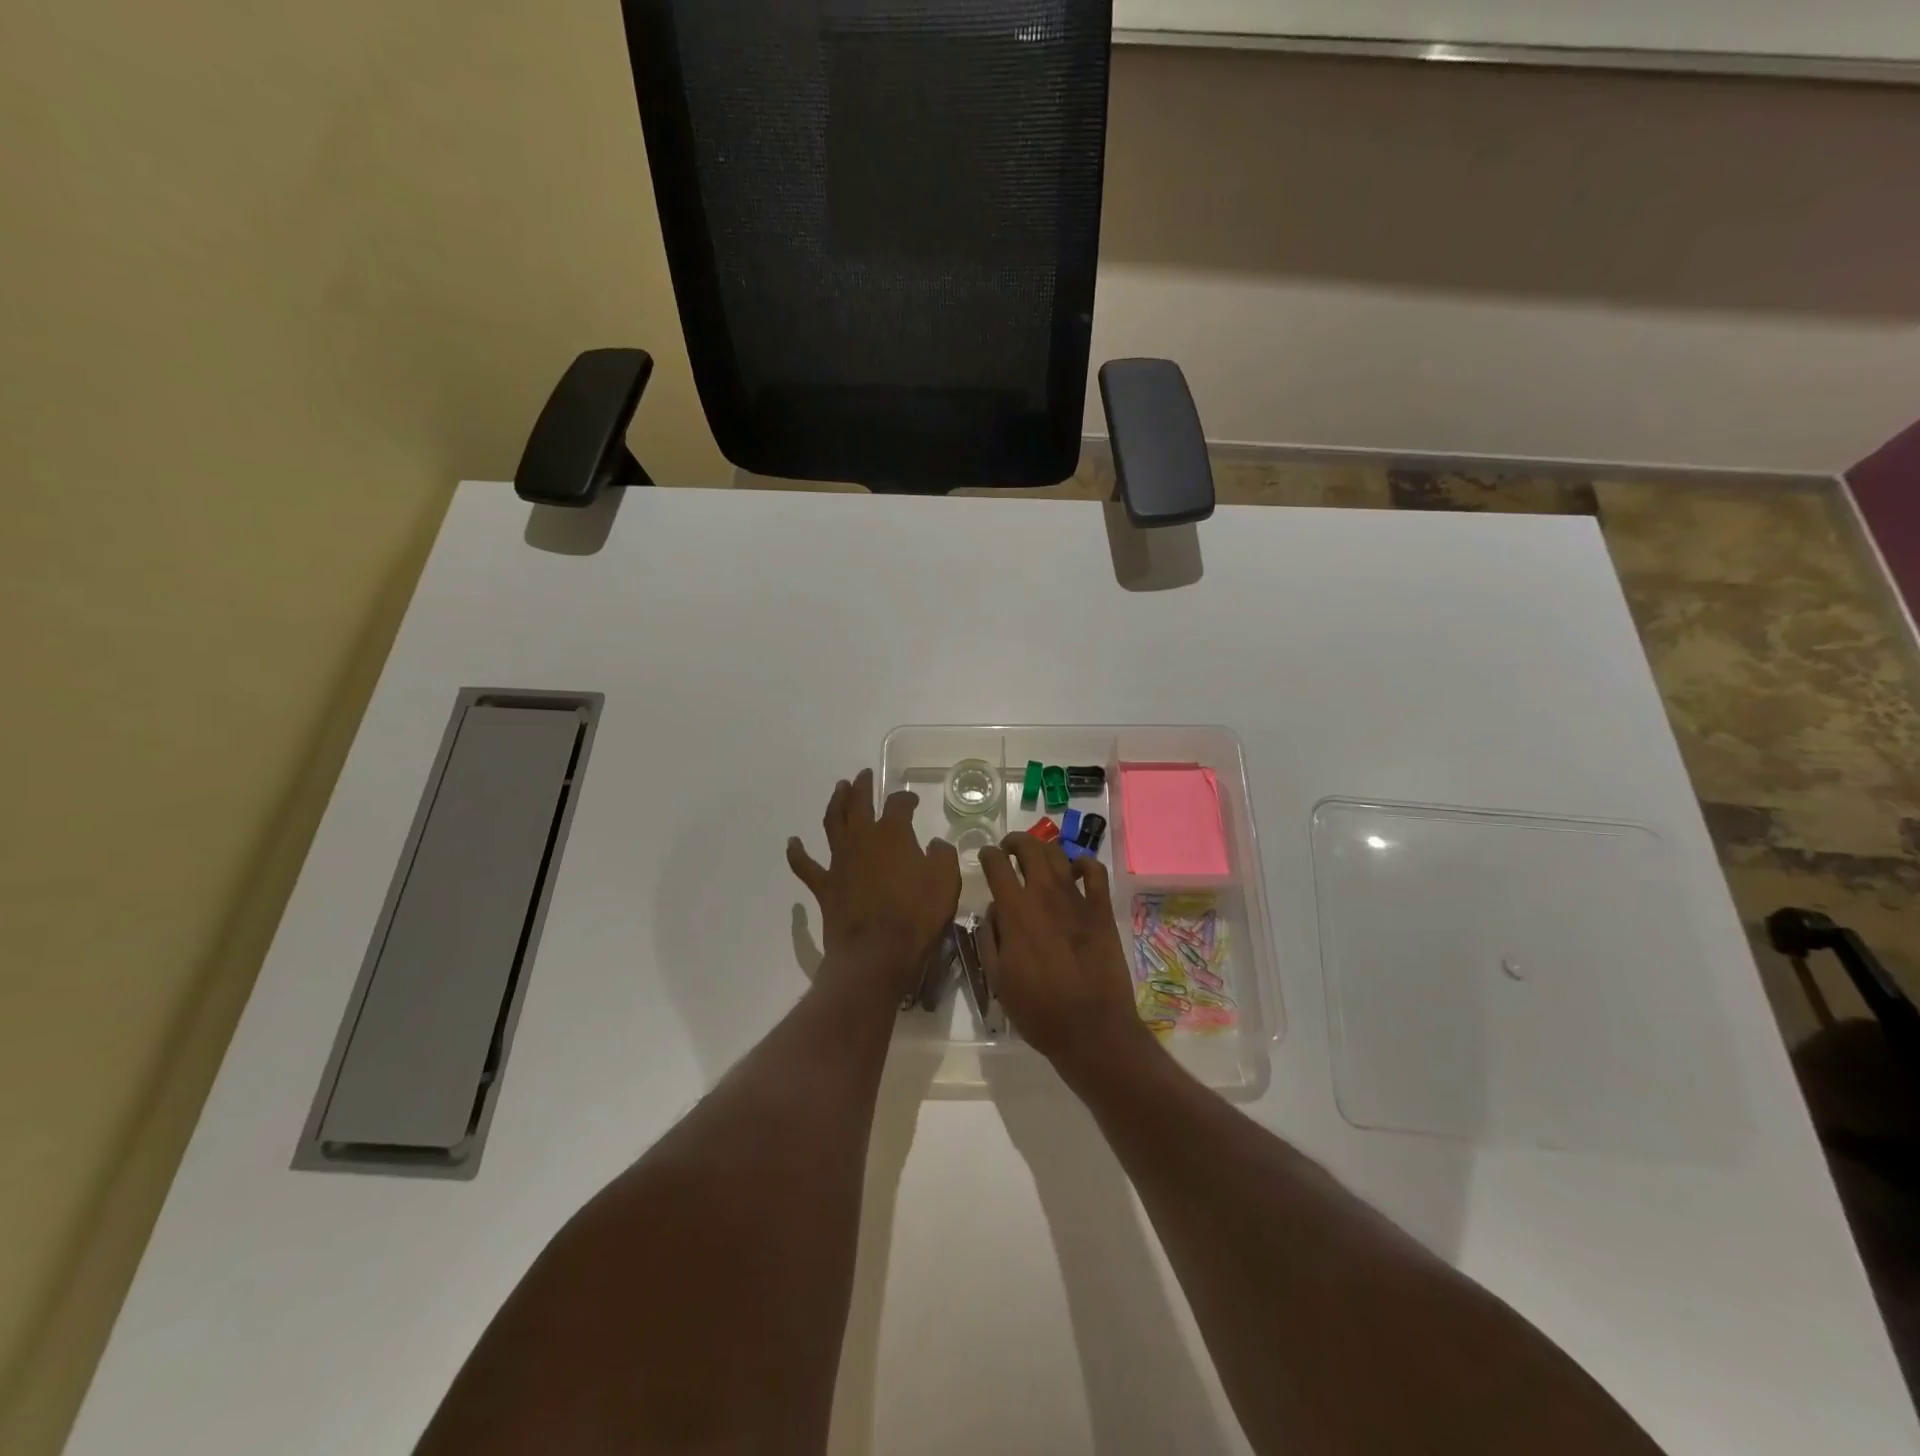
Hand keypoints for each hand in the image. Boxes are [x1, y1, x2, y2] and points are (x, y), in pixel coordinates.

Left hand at [788, 769, 960, 1002]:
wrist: (876, 954)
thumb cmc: (916, 916)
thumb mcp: (946, 882)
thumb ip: (942, 856)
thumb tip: (935, 844)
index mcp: (893, 834)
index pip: (899, 805)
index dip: (906, 799)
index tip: (913, 800)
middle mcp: (863, 839)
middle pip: (859, 804)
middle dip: (863, 787)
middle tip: (863, 775)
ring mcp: (840, 861)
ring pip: (832, 823)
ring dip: (835, 803)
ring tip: (838, 789)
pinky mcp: (825, 886)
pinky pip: (806, 865)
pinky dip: (797, 852)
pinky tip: (792, 842)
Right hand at [976, 833, 1145, 1067]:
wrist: (1091, 1028)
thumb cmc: (1038, 1010)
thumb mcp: (998, 979)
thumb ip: (990, 939)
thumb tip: (994, 911)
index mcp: (1015, 911)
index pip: (997, 865)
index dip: (988, 855)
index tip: (985, 856)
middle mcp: (1044, 895)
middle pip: (1029, 848)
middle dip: (1015, 841)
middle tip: (1008, 849)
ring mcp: (1077, 899)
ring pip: (1058, 855)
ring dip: (1043, 849)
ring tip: (1037, 856)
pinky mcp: (1101, 910)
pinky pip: (1094, 872)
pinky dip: (1083, 863)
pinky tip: (1076, 870)